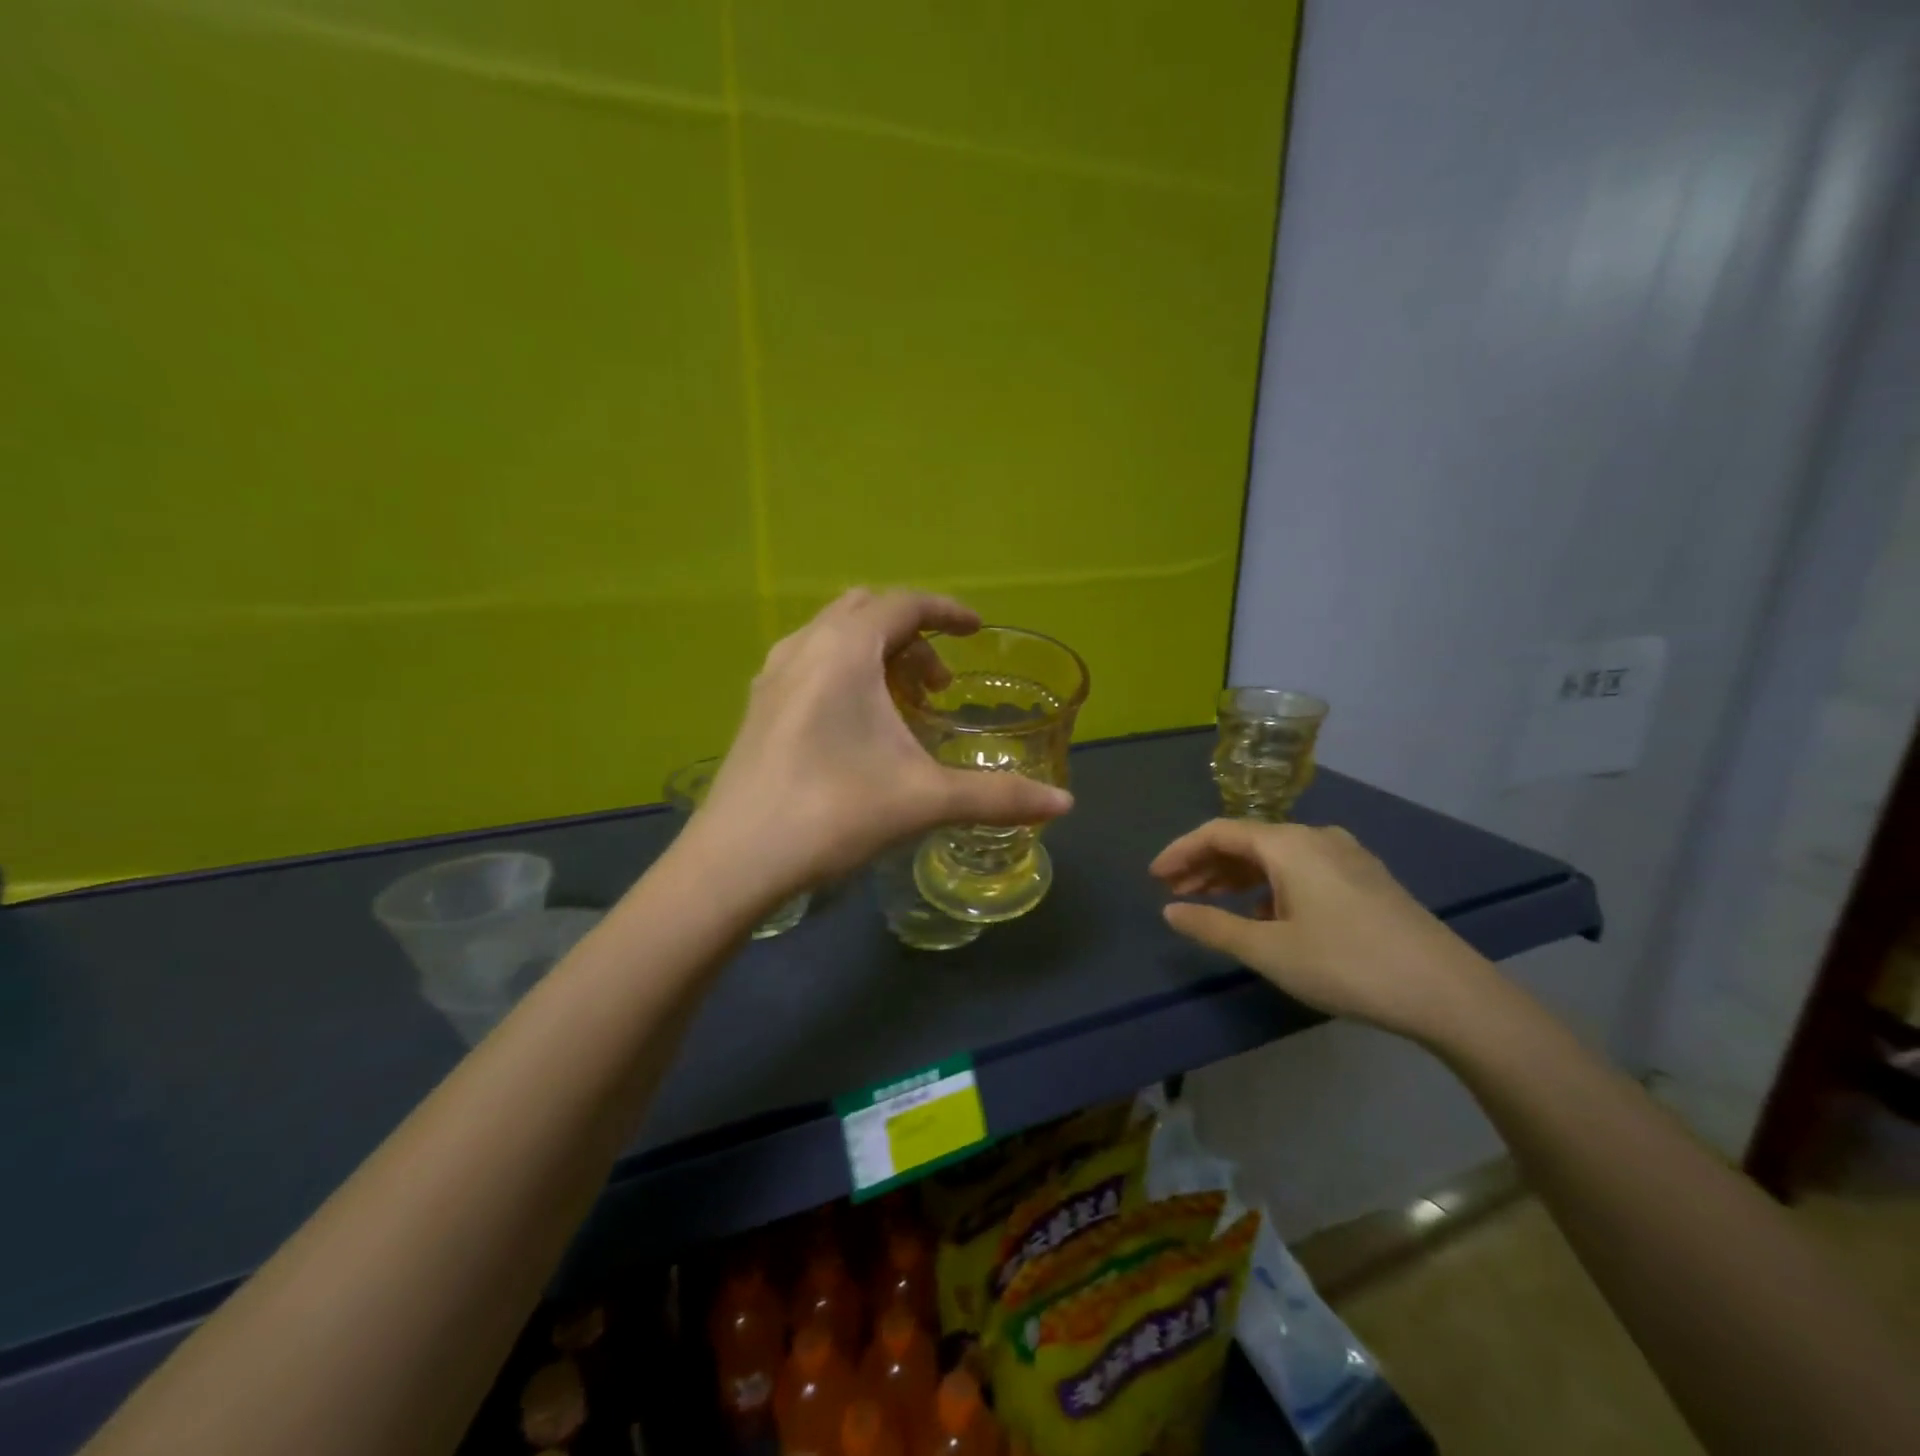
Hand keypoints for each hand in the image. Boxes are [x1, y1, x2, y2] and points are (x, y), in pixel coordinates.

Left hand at [687, 590, 1072, 902]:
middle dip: (911, 635)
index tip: (977, 631)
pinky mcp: (757, 707)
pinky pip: (809, 662)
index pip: (904, 604)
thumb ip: (997, 797)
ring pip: (833, 635)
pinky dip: (843, 671)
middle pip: (867, 611)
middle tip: (938, 684)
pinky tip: (854, 725)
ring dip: (874, 653)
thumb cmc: (833, 814)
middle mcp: (804, 647)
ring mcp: (773, 676)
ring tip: (900, 704)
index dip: (947, 611)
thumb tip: (1064, 806)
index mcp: (844, 650)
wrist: (735, 861)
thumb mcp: (924, 800)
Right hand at [1150, 819, 1494, 1041]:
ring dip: (1236, 876)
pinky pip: (1300, 869)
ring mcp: (1346, 857)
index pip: (1218, 832)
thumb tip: (1170, 911)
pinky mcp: (1365, 880)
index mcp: (1288, 844)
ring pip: (1274, 856)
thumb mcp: (1269, 950)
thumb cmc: (1347, 964)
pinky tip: (1263, 914)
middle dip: (1205, 865)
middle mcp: (1316, 838)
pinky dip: (1269, 885)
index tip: (1154, 878)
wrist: (1448, 992)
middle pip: (1246, 841)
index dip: (1180, 851)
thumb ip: (1213, 926)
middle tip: (1174, 892)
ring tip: (1209, 902)